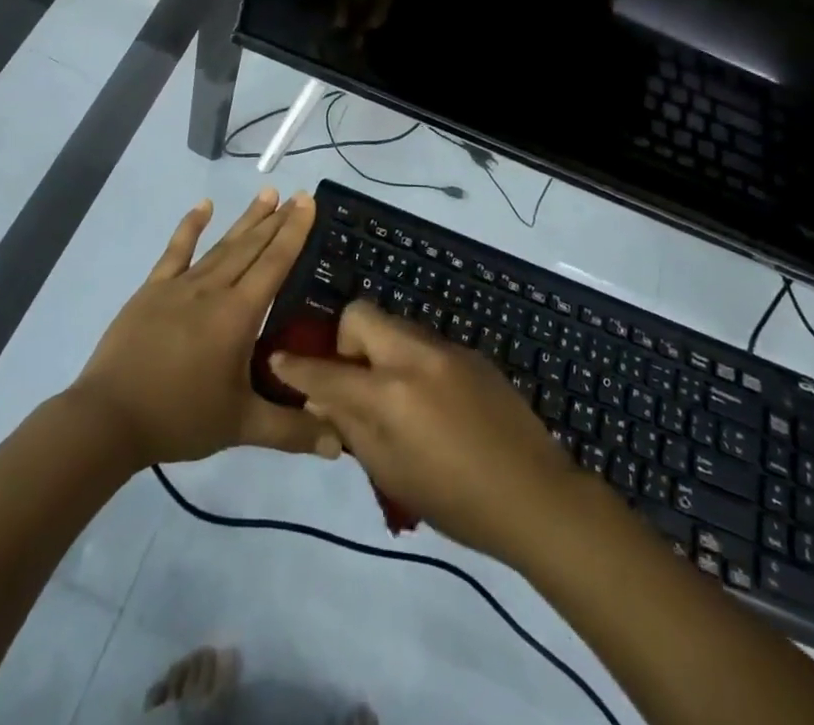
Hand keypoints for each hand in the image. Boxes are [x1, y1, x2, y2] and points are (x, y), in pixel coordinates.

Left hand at [71, 191, 340, 468]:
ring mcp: (180, 285)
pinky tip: (203, 205)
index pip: (274, 263)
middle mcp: (213, 289)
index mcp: (238, 315)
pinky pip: (176, 250)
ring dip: (246, 219)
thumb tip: (340, 444)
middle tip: (297, 195)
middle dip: (277, 220)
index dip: (293, 232)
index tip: (307, 201)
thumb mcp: (241, 426)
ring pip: (221, 245)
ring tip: (266, 194)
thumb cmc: (179, 418)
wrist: (108, 419)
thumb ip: (291, 430)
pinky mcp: (152, 289)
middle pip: (251, 247)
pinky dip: (190, 226)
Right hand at [267, 301, 582, 562]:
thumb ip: (350, 426)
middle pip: (362, 314)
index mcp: (390, 393)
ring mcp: (446, 349)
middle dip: (346, 340)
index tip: (278, 359)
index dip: (297, 368)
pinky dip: (412, 361)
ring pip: (395, 326)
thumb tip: (322, 397)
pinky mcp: (471, 352)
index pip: (327, 371)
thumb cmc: (455, 500)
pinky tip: (431, 401)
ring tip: (393, 395)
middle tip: (355, 380)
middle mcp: (414, 356)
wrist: (535, 495)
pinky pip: (425, 343)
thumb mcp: (391, 472)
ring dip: (380, 349)